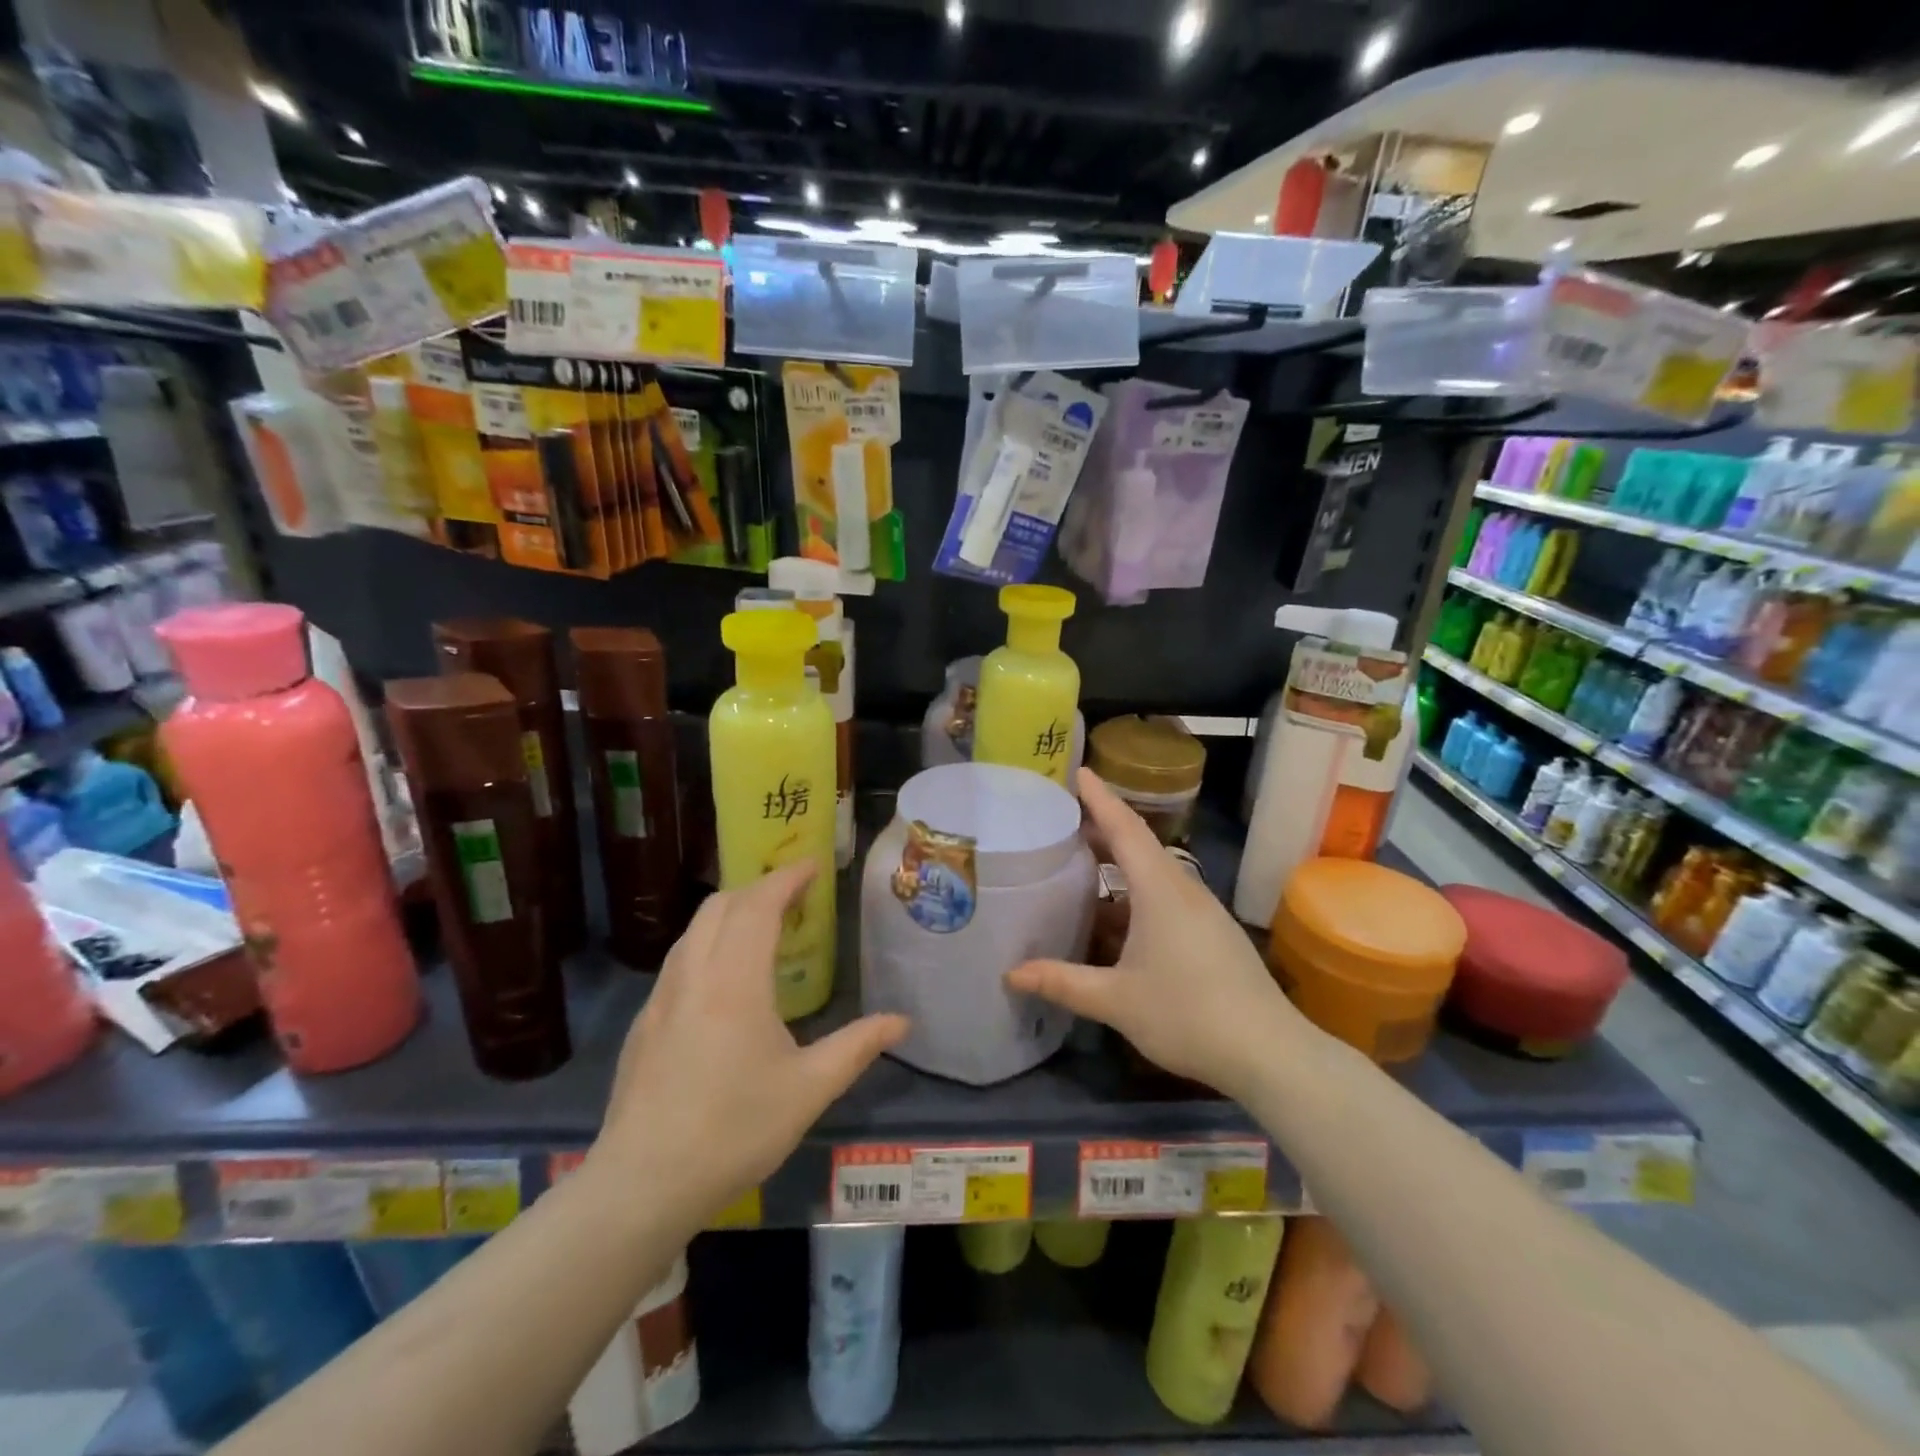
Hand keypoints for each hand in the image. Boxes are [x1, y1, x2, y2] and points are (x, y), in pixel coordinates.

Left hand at [590, 863, 908, 1223]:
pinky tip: (723, 980)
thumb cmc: (734, 1130)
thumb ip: (857, 1047)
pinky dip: (707, 944)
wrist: (642, 1184)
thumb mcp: (808, 1090)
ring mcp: (662, 998)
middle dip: (757, 888)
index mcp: (735, 982)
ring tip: (761, 929)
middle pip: (720, 906)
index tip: (812, 865)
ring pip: (693, 931)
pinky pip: (679, 961)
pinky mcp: (644, 1023)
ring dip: (729, 914)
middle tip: (793, 897)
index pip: (758, 905)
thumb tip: (902, 1022)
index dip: (786, 878)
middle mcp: (694, 975)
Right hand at [1007, 769, 1305, 1100]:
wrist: (1269, 1052)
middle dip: (1103, 827)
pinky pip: (1166, 895)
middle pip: (1139, 844)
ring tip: (1081, 863)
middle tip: (1064, 819)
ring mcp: (1202, 910)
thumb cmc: (1188, 1014)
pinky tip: (1116, 918)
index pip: (1125, 828)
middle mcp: (1183, 889)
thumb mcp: (1116, 1000)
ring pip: (1153, 872)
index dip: (1100, 798)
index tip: (1079, 771)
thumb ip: (1062, 983)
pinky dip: (1135, 892)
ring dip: (1119, 863)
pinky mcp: (1211, 932)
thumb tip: (1010, 974)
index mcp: (1160, 890)